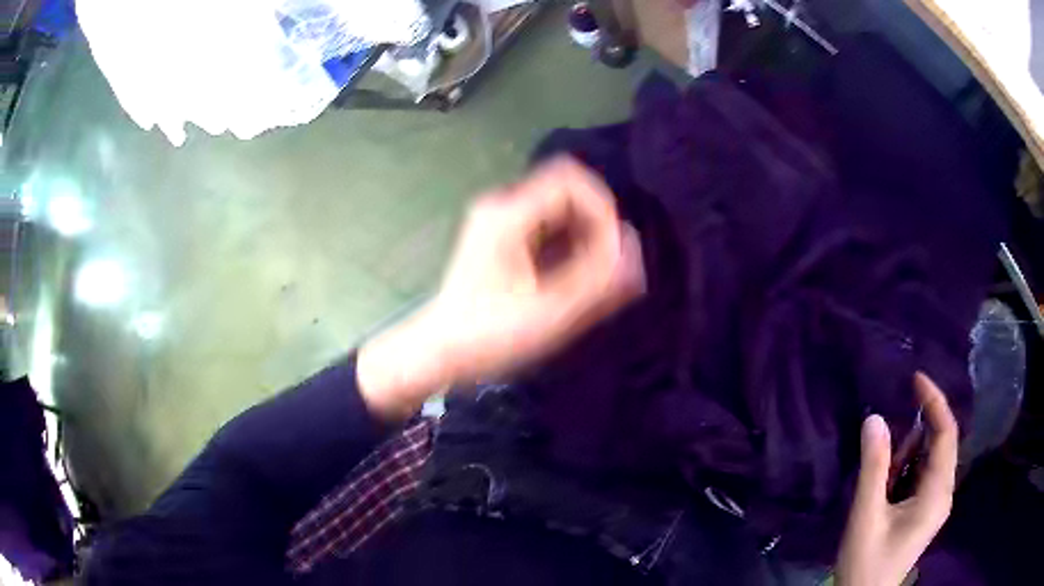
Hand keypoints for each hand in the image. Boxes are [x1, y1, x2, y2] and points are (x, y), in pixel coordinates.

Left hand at [358, 157, 644, 419]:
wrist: (440, 352)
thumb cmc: (488, 336)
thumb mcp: (549, 313)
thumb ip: (598, 282)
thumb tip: (634, 250)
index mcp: (508, 214)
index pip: (572, 181)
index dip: (604, 208)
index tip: (616, 249)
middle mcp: (503, 206)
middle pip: (568, 192)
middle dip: (598, 225)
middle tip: (610, 267)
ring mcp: (500, 221)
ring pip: (561, 209)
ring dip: (586, 236)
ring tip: (597, 276)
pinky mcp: (502, 238)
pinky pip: (548, 226)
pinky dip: (570, 245)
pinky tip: (576, 278)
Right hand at [836, 373, 958, 585]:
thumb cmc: (867, 562)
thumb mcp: (867, 516)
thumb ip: (873, 467)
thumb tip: (874, 418)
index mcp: (938, 493)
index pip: (946, 434)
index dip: (935, 401)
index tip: (915, 378)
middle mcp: (943, 492)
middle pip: (939, 443)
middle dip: (916, 430)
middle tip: (889, 428)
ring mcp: (935, 502)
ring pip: (928, 459)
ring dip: (906, 455)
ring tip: (881, 471)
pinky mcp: (924, 509)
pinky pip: (920, 474)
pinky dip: (904, 469)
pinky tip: (885, 483)